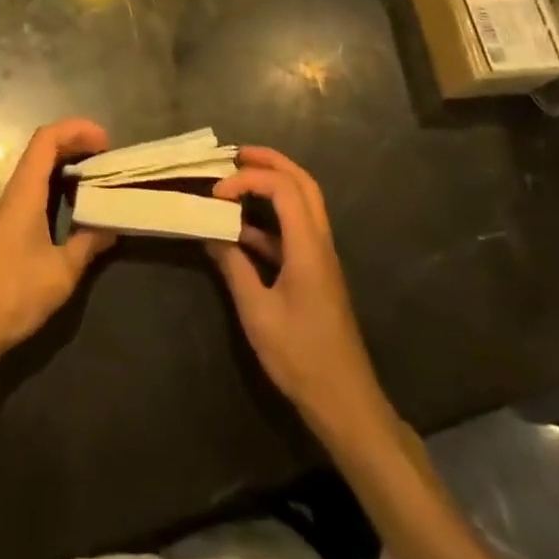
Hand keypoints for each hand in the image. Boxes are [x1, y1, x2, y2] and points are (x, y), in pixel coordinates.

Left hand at [0, 120, 116, 364]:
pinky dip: (58, 180)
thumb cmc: (16, 291)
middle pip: (43, 147)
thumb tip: (113, 226)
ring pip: (39, 166)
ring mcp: (11, 207)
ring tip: (97, 173)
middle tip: (106, 155)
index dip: (76, 130)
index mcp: (26, 190)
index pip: (47, 139)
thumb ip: (89, 244)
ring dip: (66, 160)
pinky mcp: (11, 224)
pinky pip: (37, 186)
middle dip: (75, 141)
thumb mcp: (62, 271)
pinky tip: (76, 201)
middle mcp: (16, 190)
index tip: (105, 141)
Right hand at [209, 148, 381, 421]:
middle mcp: (319, 242)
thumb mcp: (257, 313)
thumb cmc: (301, 357)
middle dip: (270, 162)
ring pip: (303, 202)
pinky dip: (270, 218)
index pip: (283, 188)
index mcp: (308, 247)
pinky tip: (241, 231)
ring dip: (273, 184)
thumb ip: (234, 267)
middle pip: (302, 182)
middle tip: (235, 155)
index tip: (217, 194)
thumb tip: (212, 234)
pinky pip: (295, 228)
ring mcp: (321, 257)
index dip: (248, 179)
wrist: (346, 403)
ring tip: (236, 181)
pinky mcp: (317, 273)